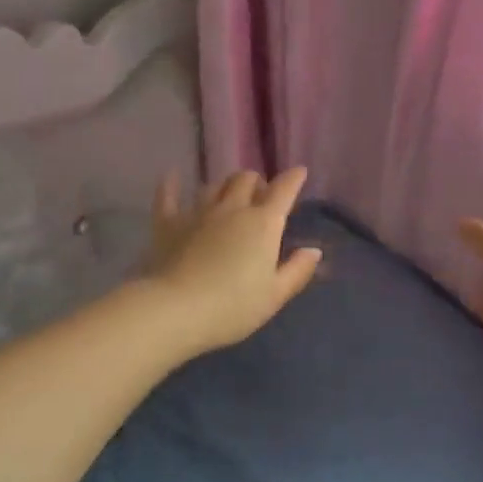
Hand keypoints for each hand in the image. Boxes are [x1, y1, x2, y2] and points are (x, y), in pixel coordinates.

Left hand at [145, 169, 322, 353]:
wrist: (176, 310)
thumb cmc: (233, 307)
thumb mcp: (274, 295)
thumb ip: (297, 270)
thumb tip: (314, 250)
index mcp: (262, 224)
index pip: (283, 191)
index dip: (293, 178)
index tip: (299, 172)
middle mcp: (232, 208)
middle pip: (245, 180)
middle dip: (256, 181)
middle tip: (260, 195)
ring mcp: (198, 213)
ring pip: (214, 185)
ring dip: (224, 185)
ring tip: (228, 194)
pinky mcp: (169, 223)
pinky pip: (168, 196)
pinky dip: (172, 185)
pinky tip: (173, 177)